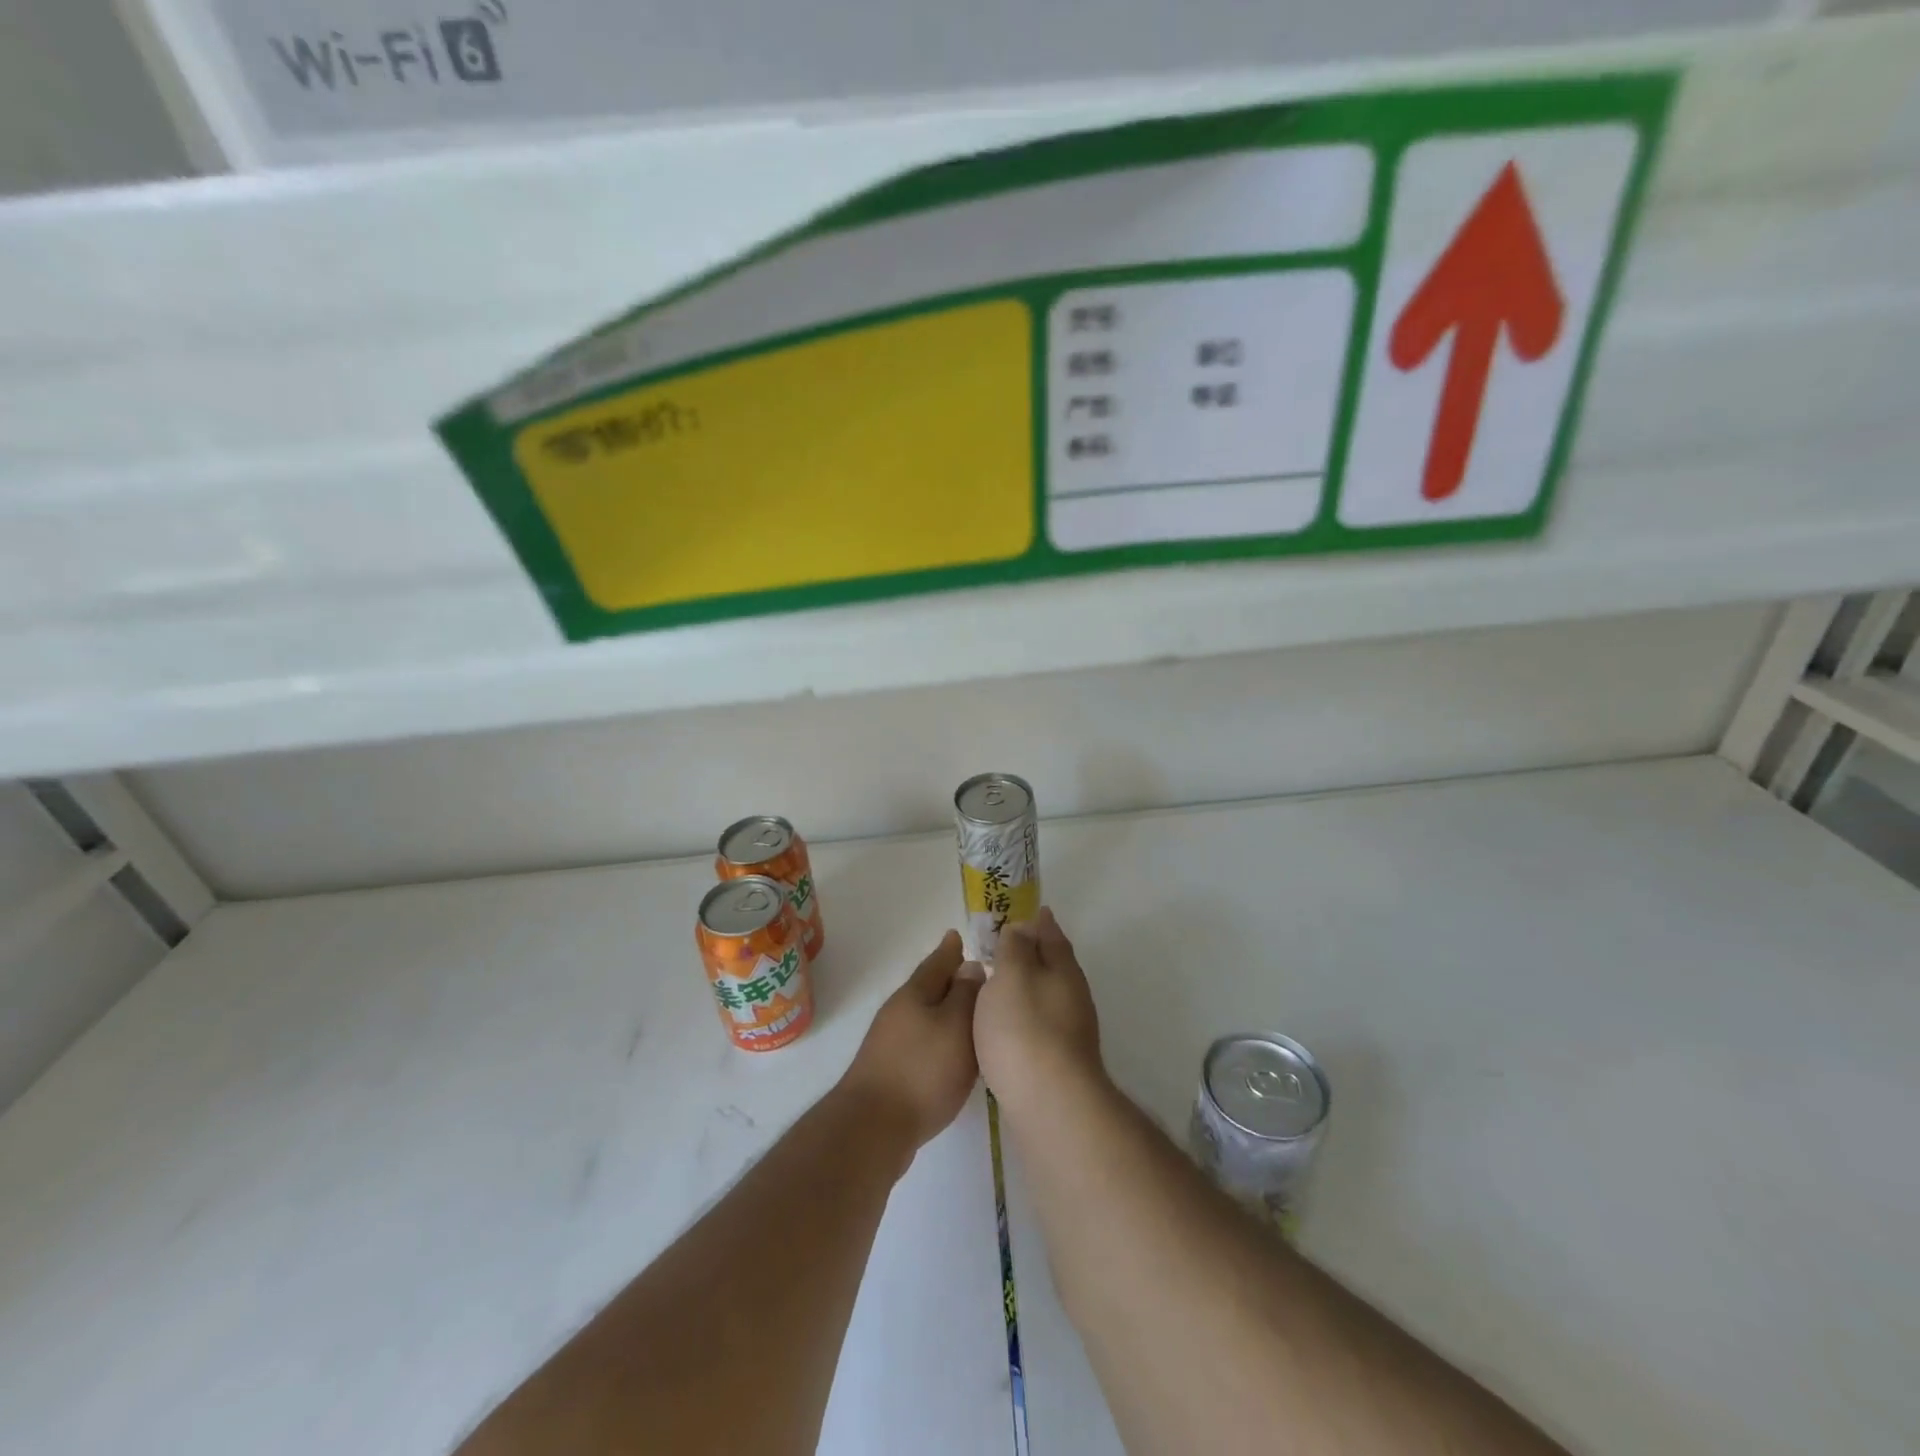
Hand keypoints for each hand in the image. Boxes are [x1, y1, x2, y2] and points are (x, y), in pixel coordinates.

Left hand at [838, 930, 984, 1154]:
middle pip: (928, 988)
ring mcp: (890, 1042)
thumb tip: (970, 966)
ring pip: (924, 1015)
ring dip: (944, 1010)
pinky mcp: (890, 1070)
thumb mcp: (955, 1026)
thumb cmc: (922, 1071)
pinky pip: (920, 1041)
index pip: (937, 962)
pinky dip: (937, 1038)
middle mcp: (899, 1012)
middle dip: (949, 979)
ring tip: (969, 1013)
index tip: (958, 935)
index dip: (950, 950)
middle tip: (973, 973)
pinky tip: (950, 1053)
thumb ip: (966, 995)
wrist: (872, 1128)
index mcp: (915, 994)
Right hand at [974, 907, 1104, 1115]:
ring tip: (1001, 984)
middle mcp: (1073, 995)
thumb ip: (1014, 948)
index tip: (1025, 913)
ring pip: (1047, 995)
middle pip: (1054, 965)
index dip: (1038, 922)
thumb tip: (1023, 926)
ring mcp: (1071, 1030)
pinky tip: (1008, 1025)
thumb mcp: (1012, 976)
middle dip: (1034, 953)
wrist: (1051, 1103)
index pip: (1051, 935)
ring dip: (1029, 986)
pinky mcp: (1061, 1061)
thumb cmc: (1024, 1029)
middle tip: (1007, 946)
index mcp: (1063, 969)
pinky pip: (1041, 1023)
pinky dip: (1026, 1015)